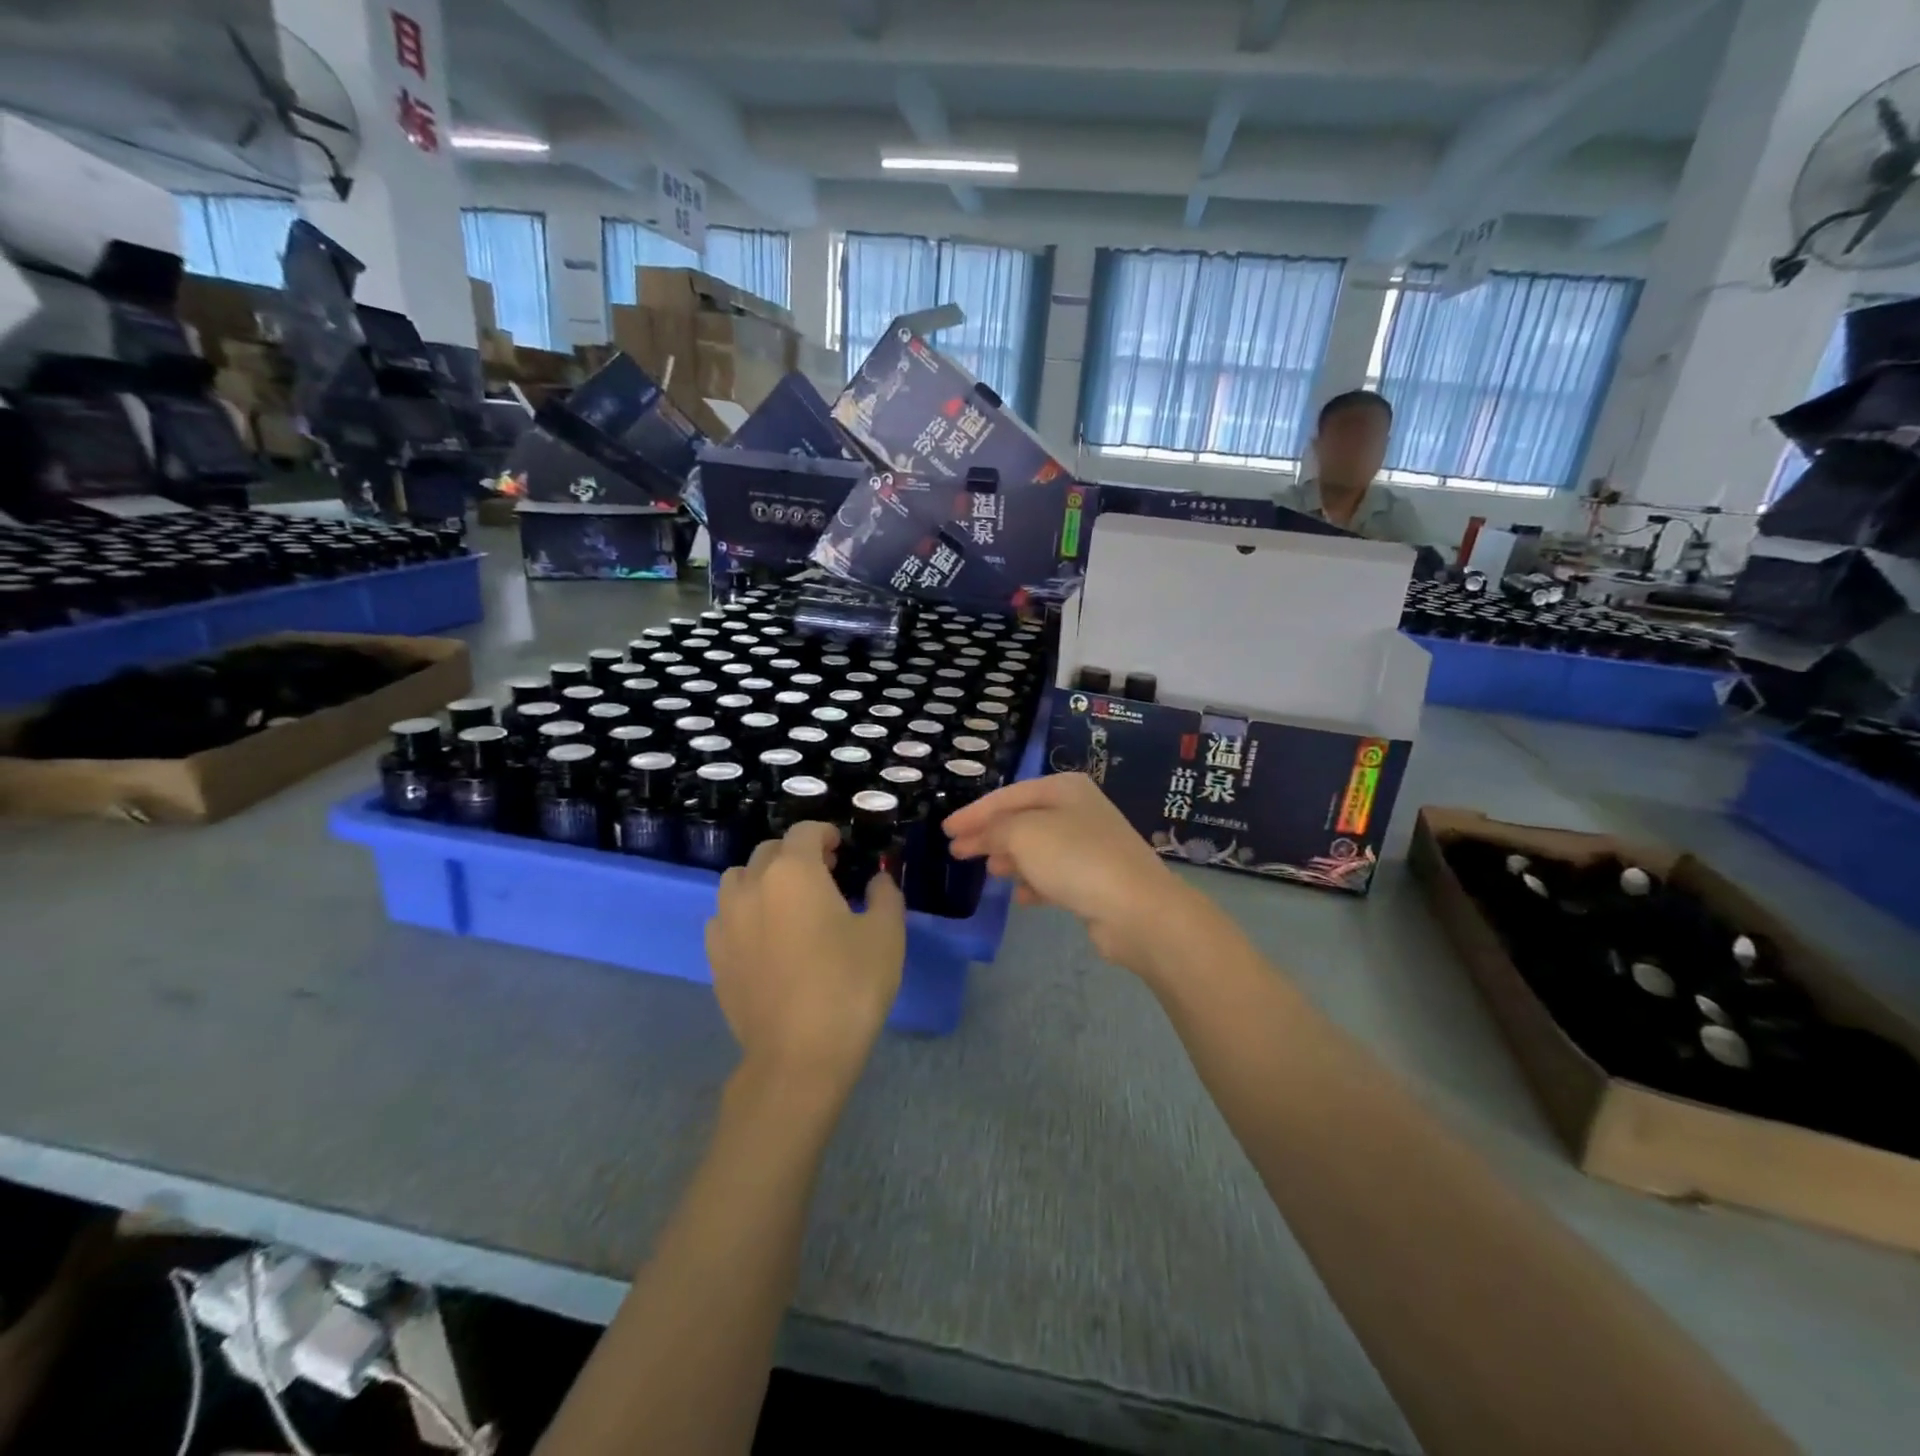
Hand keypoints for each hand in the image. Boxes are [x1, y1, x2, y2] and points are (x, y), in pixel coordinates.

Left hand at [705, 822, 905, 1091]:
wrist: (799, 1055)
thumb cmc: (850, 985)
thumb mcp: (886, 934)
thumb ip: (884, 894)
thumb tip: (876, 879)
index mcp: (794, 872)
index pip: (805, 832)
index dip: (825, 833)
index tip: (841, 847)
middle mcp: (753, 886)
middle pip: (769, 851)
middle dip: (797, 853)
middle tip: (824, 873)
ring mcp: (727, 922)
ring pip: (739, 880)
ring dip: (763, 879)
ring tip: (788, 902)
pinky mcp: (715, 956)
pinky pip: (725, 917)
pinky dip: (744, 913)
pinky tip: (765, 936)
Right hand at [943, 774, 1194, 976]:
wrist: (1137, 909)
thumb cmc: (1075, 859)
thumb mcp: (1023, 834)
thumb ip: (993, 830)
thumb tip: (978, 837)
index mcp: (1063, 788)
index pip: (1008, 795)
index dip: (974, 812)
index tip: (945, 830)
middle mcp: (1079, 810)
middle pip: (1022, 820)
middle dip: (990, 836)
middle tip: (957, 852)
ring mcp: (1090, 845)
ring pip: (1038, 848)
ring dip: (1011, 858)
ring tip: (989, 871)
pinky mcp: (1096, 879)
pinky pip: (1055, 875)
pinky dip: (1034, 882)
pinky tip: (1020, 897)